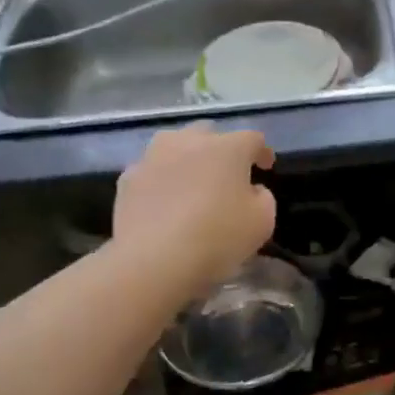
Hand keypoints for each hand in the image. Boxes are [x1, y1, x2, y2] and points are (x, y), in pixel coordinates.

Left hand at [113, 125, 276, 295]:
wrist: (153, 260)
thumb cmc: (218, 237)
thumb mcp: (262, 222)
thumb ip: (263, 198)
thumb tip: (252, 190)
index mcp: (228, 148)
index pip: (252, 139)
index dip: (262, 152)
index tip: (265, 167)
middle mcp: (189, 141)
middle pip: (209, 134)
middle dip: (221, 148)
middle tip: (227, 172)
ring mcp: (153, 157)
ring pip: (174, 145)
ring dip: (187, 157)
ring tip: (191, 180)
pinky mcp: (128, 178)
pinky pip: (151, 170)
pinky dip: (161, 179)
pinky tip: (164, 200)